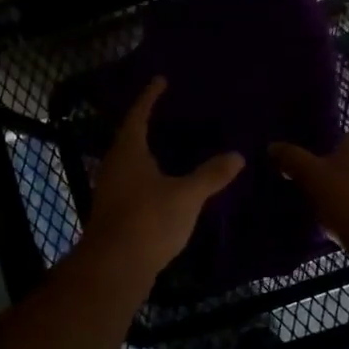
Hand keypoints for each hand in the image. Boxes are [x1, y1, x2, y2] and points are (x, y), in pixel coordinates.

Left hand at [82, 78, 244, 277]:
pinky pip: (132, 186)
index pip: (138, 115)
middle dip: (147, 126)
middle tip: (167, 116)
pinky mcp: (114, 214)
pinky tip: (164, 187)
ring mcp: (111, 192)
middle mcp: (114, 167)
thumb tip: (237, 155)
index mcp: (128, 152)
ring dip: (147, 155)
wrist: (114, 267)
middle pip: (129, 139)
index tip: (160, 80)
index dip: (150, 97)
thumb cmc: (149, 220)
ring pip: (130, 164)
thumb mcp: (187, 195)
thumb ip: (211, 175)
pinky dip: (149, 179)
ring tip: (169, 149)